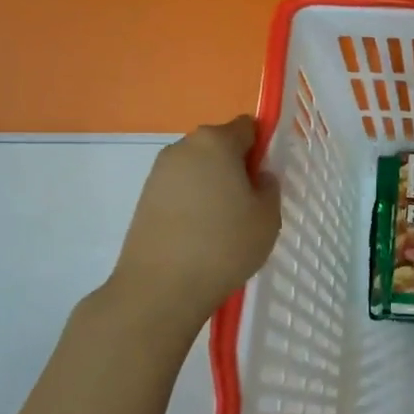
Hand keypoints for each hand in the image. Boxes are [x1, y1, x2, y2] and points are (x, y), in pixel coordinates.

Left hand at [113, 117, 280, 316]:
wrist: (160, 287)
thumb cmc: (224, 245)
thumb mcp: (267, 217)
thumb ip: (269, 187)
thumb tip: (257, 177)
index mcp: (216, 142)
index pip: (247, 127)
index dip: (262, 148)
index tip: (266, 179)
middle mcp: (183, 147)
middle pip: (219, 146)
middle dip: (235, 167)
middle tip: (249, 205)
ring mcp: (159, 172)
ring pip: (198, 169)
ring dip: (213, 186)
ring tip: (223, 225)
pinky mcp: (144, 198)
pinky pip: (180, 190)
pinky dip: (193, 203)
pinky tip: (199, 236)